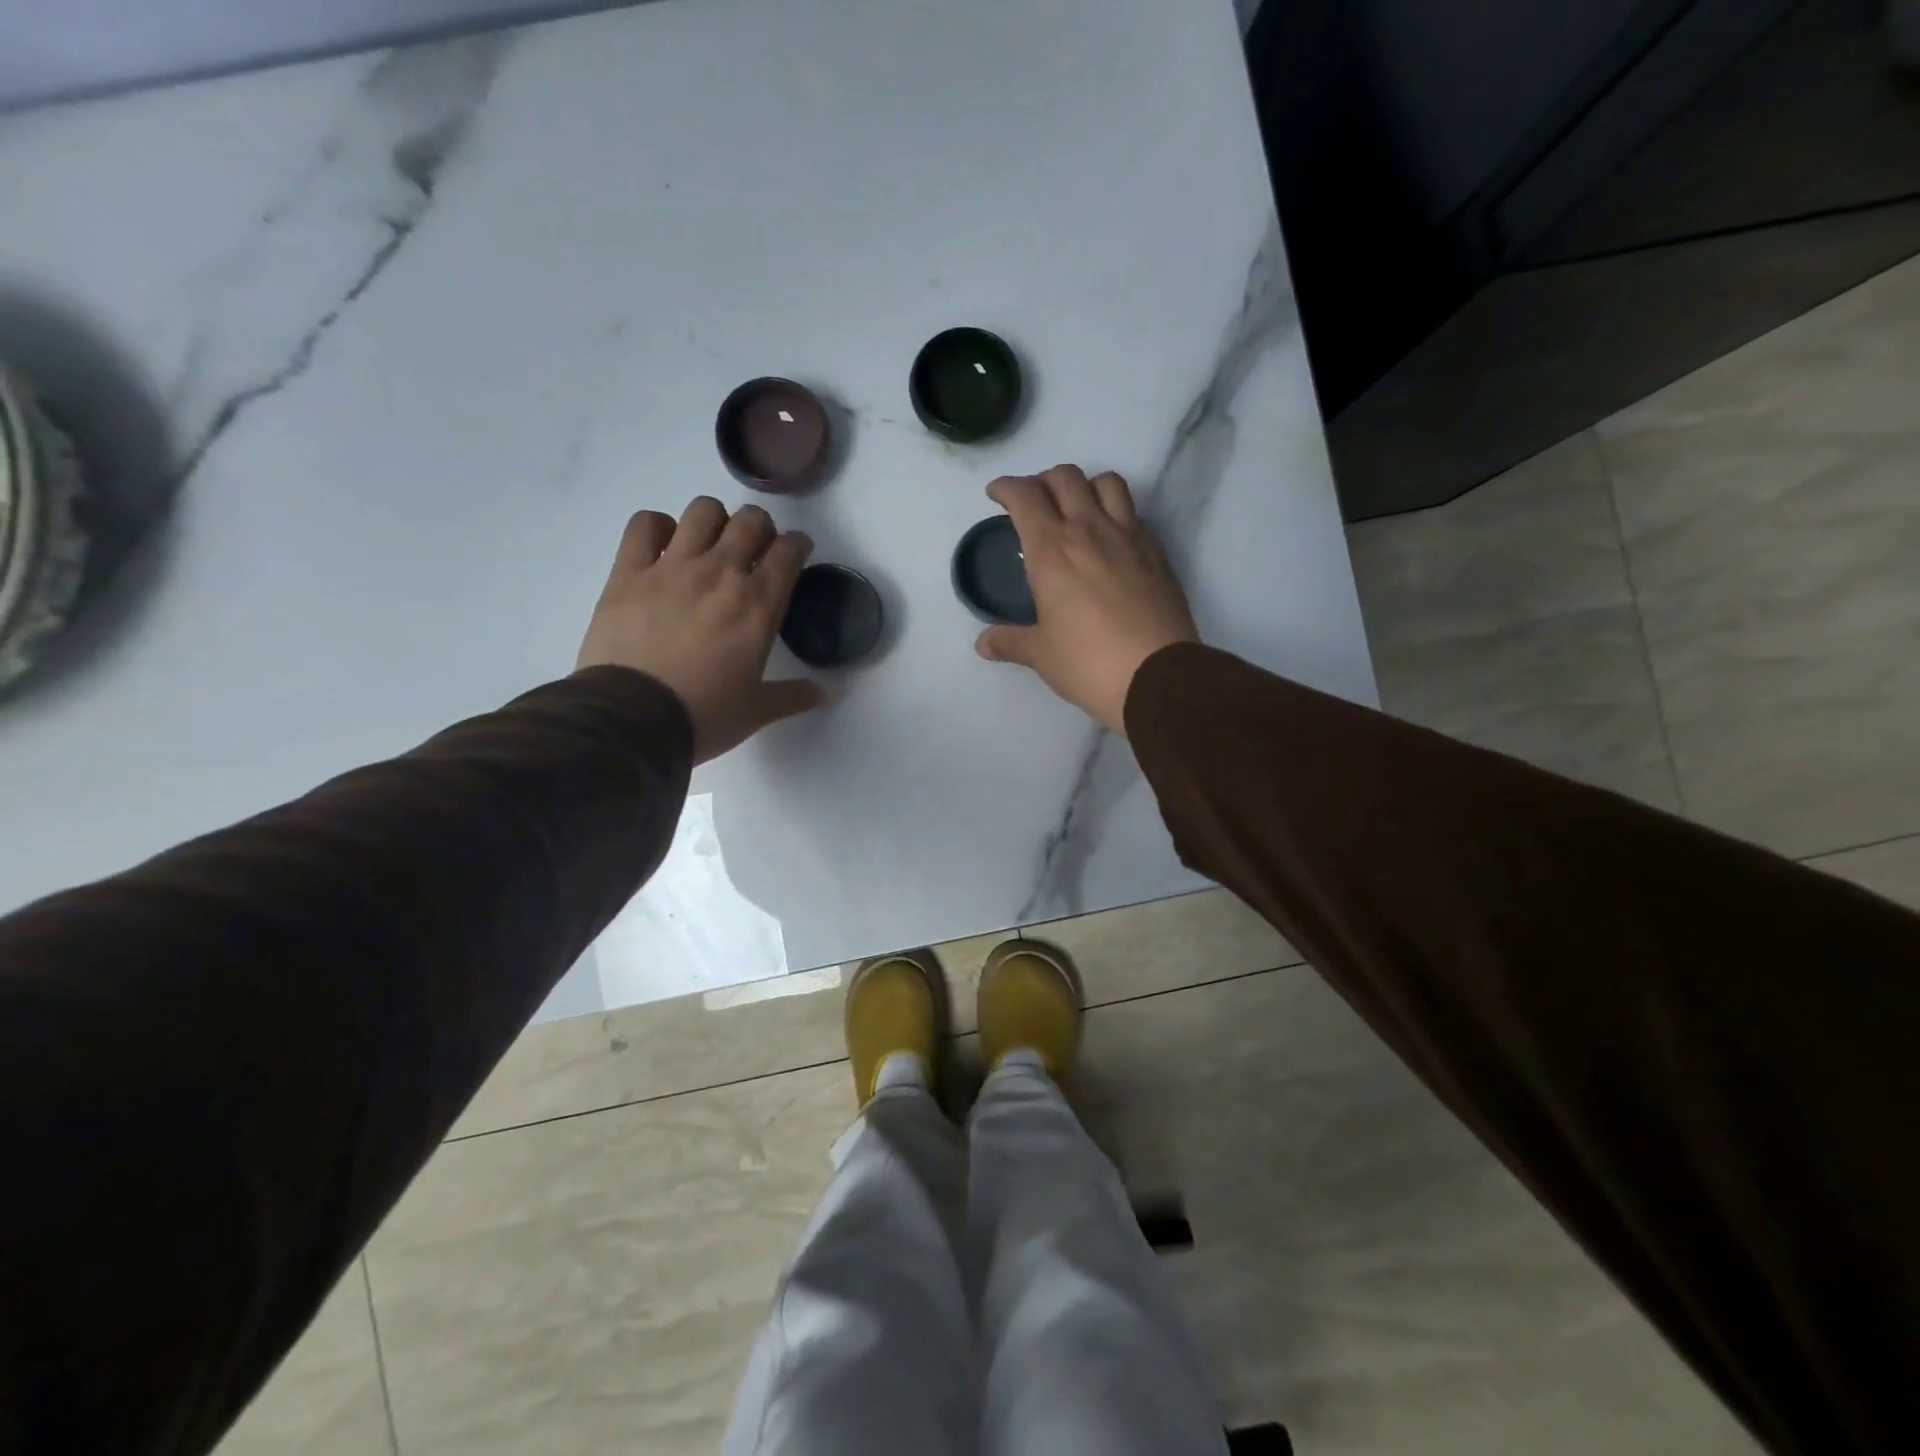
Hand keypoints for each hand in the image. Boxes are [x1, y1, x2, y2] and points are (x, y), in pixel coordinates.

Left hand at [577, 497, 825, 763]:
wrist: (633, 719)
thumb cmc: (704, 715)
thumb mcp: (757, 711)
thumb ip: (794, 696)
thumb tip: (826, 694)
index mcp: (758, 604)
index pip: (789, 551)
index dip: (798, 545)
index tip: (796, 553)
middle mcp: (720, 573)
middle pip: (750, 521)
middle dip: (761, 527)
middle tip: (756, 548)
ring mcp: (672, 567)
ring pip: (702, 511)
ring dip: (714, 520)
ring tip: (711, 542)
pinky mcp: (629, 572)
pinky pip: (645, 524)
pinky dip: (658, 527)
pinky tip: (663, 546)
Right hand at [975, 465, 1198, 734]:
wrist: (1157, 675)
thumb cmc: (1088, 662)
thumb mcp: (1041, 654)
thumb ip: (1010, 642)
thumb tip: (984, 644)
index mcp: (1052, 550)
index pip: (1025, 496)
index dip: (1006, 487)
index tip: (997, 495)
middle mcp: (1089, 530)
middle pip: (1065, 477)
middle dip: (1043, 481)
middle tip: (1034, 504)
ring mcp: (1128, 537)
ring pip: (1107, 482)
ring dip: (1085, 486)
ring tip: (1077, 510)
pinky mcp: (1156, 552)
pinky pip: (1134, 513)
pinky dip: (1116, 512)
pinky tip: (1110, 540)